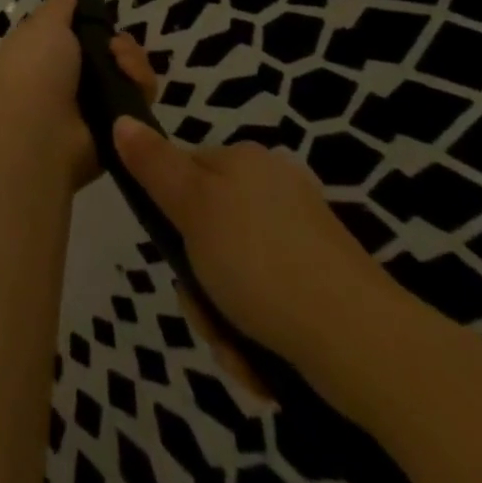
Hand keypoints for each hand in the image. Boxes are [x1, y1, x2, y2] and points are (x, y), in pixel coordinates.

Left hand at [0, 0, 156, 188]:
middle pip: (111, 54)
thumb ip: (59, 6)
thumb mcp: (45, 25)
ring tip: (123, 65)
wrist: (39, 133)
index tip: (100, 18)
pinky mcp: (115, 129)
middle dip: (122, 45)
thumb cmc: (36, 69)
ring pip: (129, 75)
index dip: (94, 24)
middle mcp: (69, 78)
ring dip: (133, 64)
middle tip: (116, 47)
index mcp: (46, 52)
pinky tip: (134, 85)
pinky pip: (139, 102)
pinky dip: (141, 89)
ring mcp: (92, 105)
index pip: (80, 34)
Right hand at [111, 118, 414, 403]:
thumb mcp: (193, 208)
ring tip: (238, 350)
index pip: (185, 173)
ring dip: (225, 318)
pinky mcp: (324, 284)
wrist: (359, 340)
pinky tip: (263, 363)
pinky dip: (258, 334)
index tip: (174, 255)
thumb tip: (122, 119)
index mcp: (244, 162)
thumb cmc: (261, 262)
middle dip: (199, 282)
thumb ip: (154, 166)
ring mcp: (303, 238)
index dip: (170, 216)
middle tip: (208, 313)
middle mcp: (274, 190)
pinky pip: (270, 303)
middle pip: (208, 232)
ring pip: (235, 275)